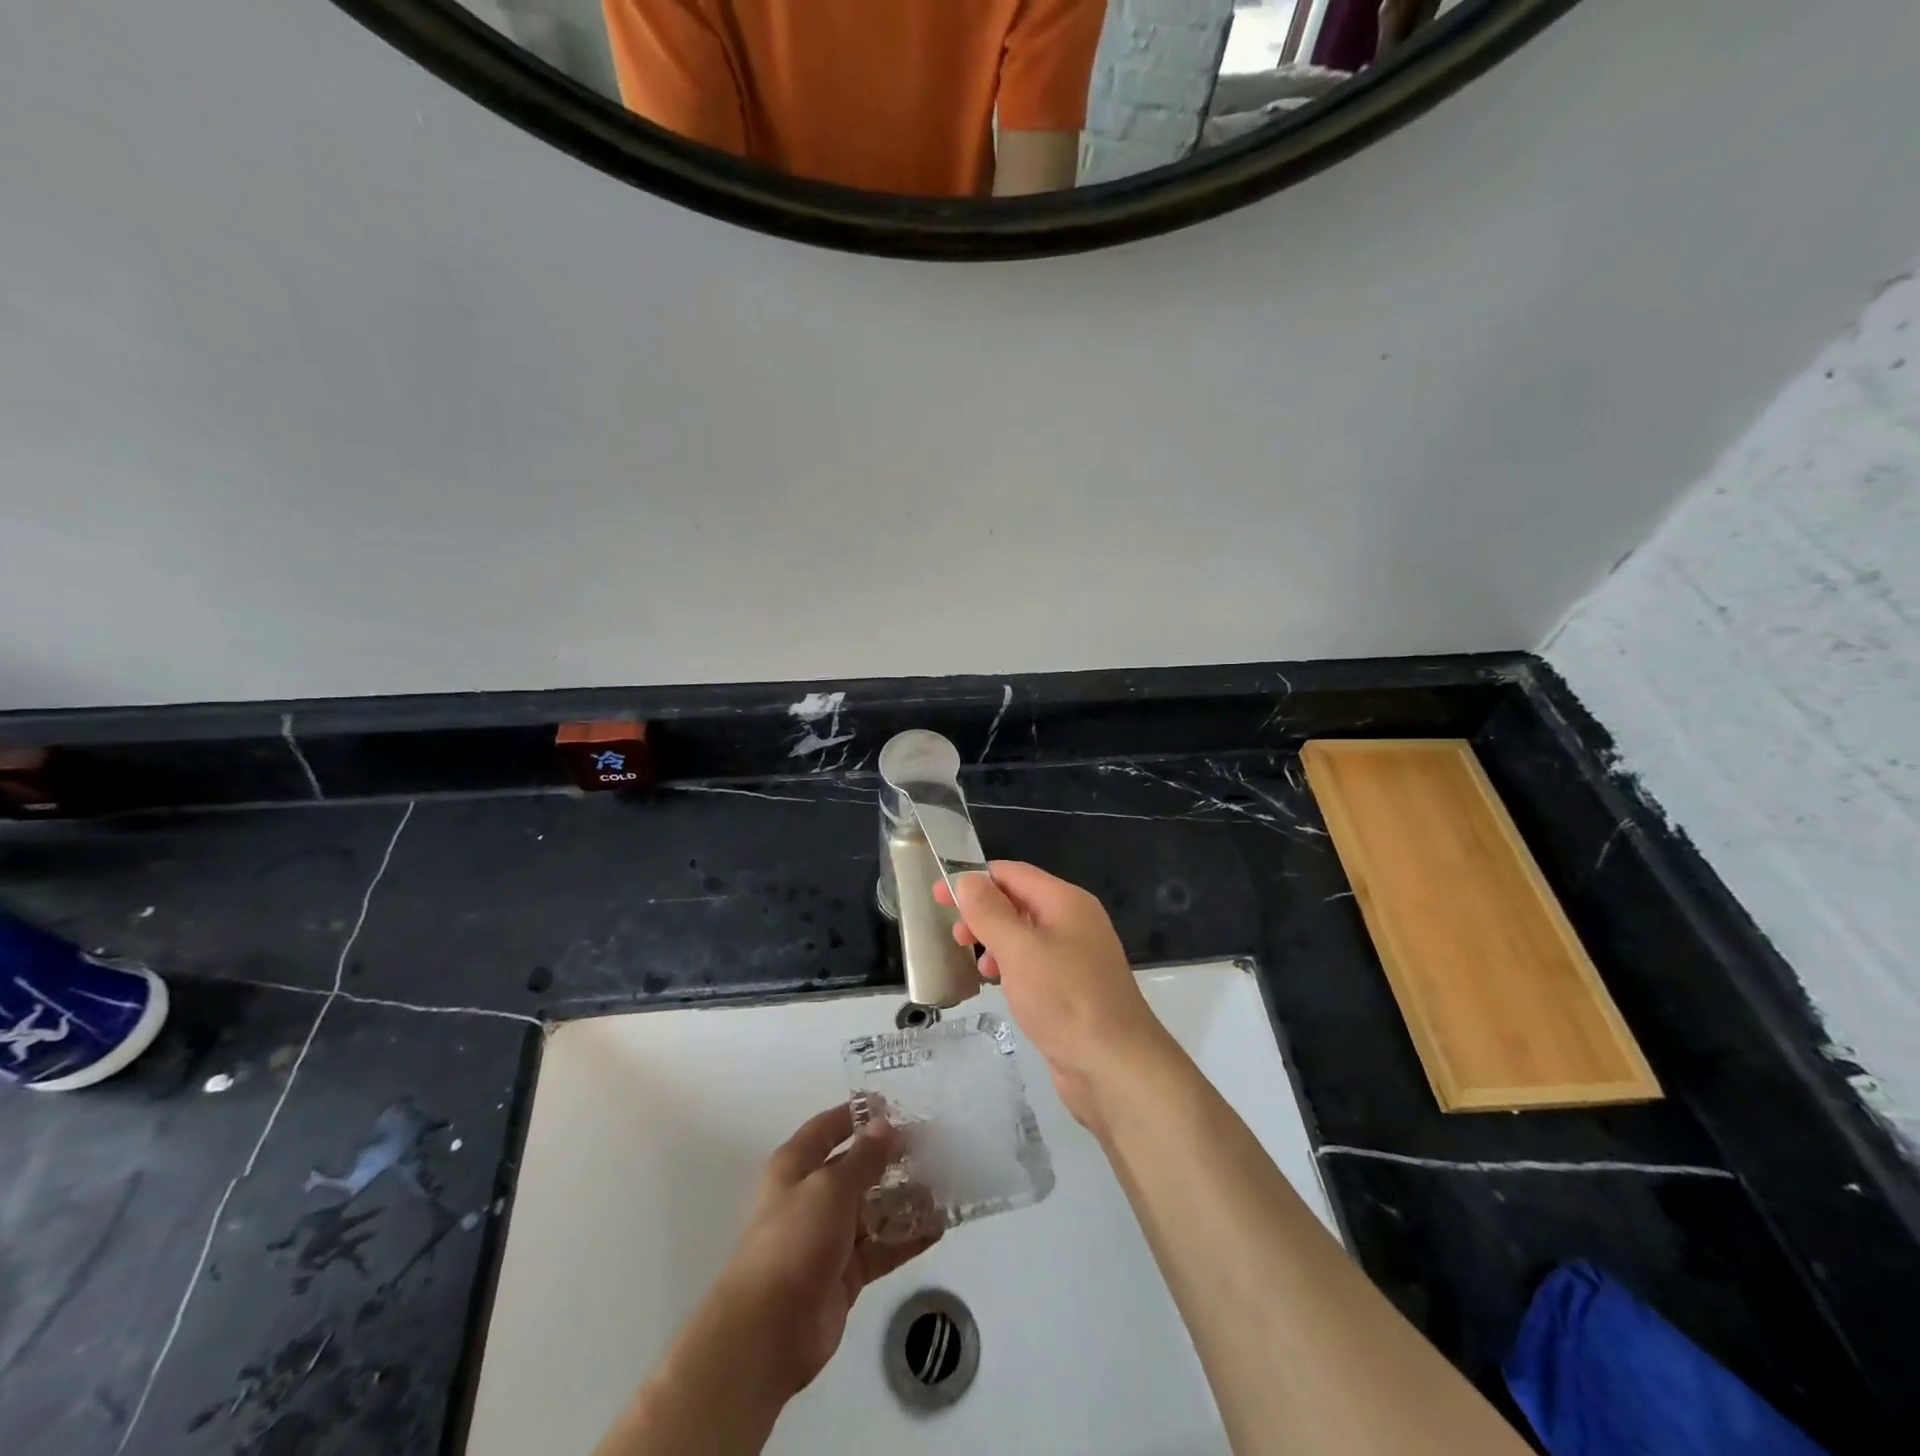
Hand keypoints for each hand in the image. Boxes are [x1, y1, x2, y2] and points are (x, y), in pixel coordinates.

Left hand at [710, 1104, 938, 1397]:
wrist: (768, 1332)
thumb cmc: (794, 1240)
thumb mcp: (830, 1188)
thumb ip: (863, 1157)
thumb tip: (885, 1125)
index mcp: (795, 1166)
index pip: (828, 1128)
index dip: (857, 1114)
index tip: (893, 1105)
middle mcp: (811, 1196)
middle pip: (856, 1168)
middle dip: (891, 1158)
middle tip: (933, 1147)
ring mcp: (829, 1237)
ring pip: (873, 1208)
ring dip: (905, 1198)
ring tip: (944, 1184)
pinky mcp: (845, 1273)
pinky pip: (881, 1247)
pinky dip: (906, 1237)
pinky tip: (938, 1226)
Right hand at [935, 861, 1177, 1133]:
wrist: (1115, 1066)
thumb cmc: (1065, 999)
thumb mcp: (1019, 950)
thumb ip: (990, 912)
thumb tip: (968, 880)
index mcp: (1066, 902)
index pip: (1013, 873)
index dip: (974, 880)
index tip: (938, 895)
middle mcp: (1074, 922)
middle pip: (1019, 902)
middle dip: (983, 913)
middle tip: (954, 936)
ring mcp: (1076, 956)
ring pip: (1024, 935)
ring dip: (994, 941)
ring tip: (975, 965)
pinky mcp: (1072, 988)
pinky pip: (1034, 963)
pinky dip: (1010, 966)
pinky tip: (998, 985)